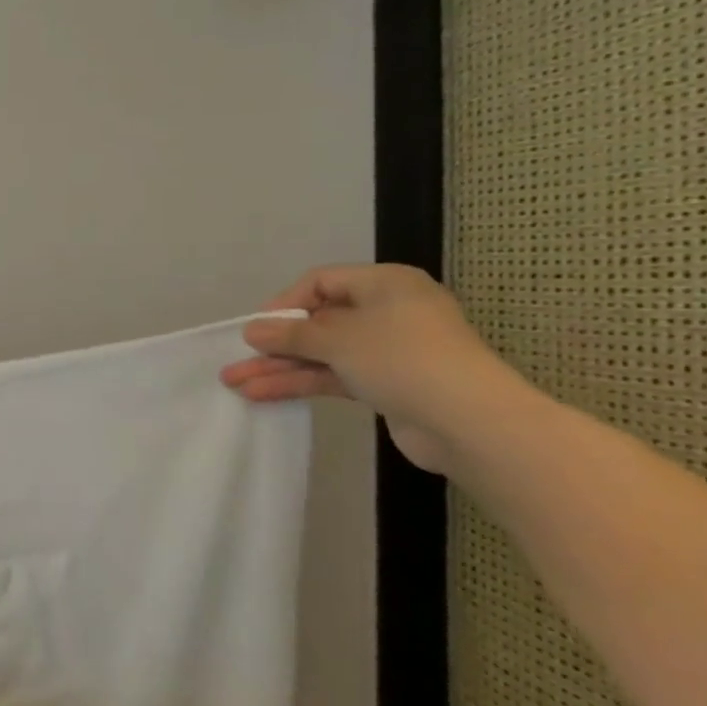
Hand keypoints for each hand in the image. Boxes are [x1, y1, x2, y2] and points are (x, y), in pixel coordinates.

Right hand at [220, 264, 530, 474]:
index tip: (258, 328)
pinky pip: (335, 376)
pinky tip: (264, 394)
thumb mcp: (338, 339)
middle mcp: (388, 312)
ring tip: (237, 383)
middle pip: (319, 322)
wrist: (470, 423)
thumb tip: (251, 330)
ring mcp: (389, 351)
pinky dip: (302, 383)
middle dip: (276, 343)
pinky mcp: (387, 385)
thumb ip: (291, 334)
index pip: (322, 282)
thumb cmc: (403, 358)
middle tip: (238, 359)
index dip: (285, 303)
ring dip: (281, 368)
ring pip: (323, 354)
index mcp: (385, 284)